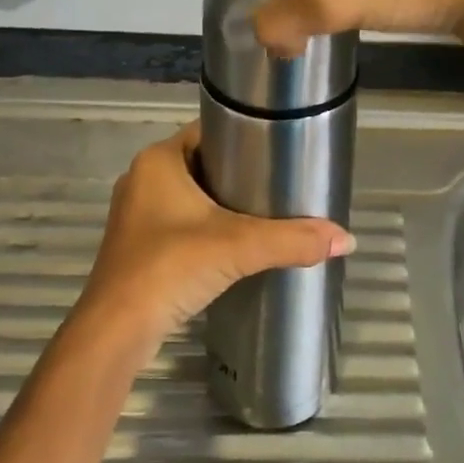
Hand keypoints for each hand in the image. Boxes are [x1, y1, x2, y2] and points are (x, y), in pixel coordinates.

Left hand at [77, 123, 355, 348]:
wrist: (116, 332)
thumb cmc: (170, 268)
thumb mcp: (238, 247)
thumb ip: (293, 239)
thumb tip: (347, 239)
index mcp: (158, 161)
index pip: (208, 130)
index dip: (243, 134)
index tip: (279, 147)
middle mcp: (142, 179)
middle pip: (202, 163)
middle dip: (239, 172)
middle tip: (281, 181)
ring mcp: (136, 215)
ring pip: (190, 196)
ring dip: (222, 202)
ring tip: (267, 210)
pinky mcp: (137, 247)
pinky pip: (180, 223)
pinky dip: (206, 228)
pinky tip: (235, 243)